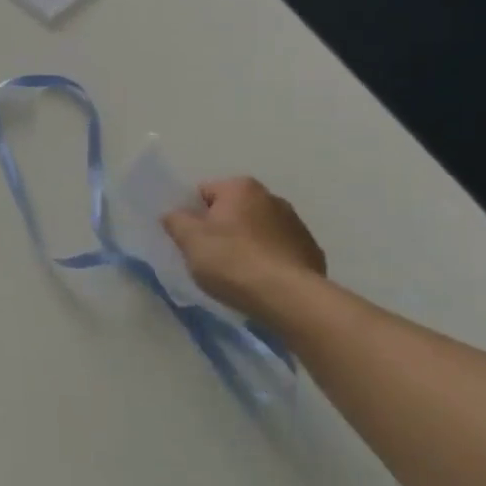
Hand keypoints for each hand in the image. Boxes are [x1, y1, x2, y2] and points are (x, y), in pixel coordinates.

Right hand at [162, 176, 326, 317]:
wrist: (289, 298)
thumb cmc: (232, 261)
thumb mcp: (189, 240)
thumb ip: (175, 220)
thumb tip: (175, 214)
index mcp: (241, 188)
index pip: (204, 193)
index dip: (192, 215)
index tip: (190, 238)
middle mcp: (272, 198)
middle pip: (233, 210)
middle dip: (221, 227)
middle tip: (209, 255)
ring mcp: (296, 225)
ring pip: (257, 229)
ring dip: (246, 242)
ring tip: (236, 272)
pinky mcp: (311, 251)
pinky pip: (278, 250)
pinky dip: (267, 259)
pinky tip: (260, 280)